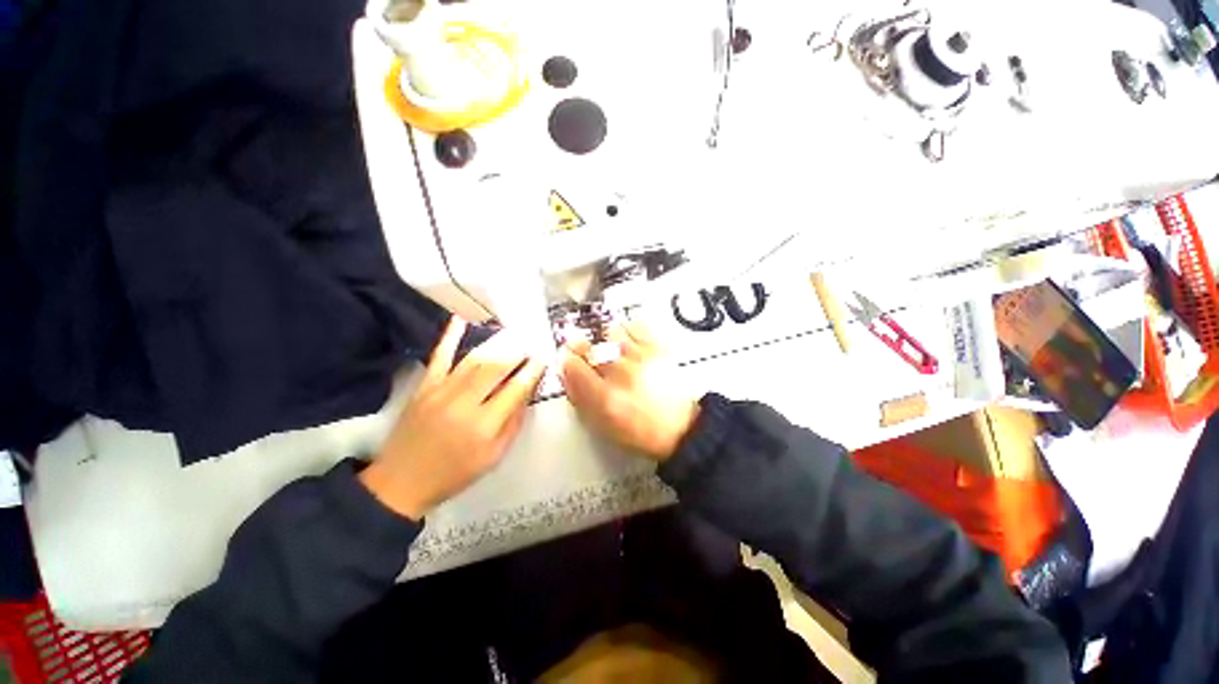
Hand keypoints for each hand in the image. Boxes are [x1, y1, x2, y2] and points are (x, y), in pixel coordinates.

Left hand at [360, 318, 545, 519]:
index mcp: (484, 425)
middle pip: (496, 368)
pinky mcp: (424, 387)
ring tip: (513, 334)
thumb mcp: (494, 456)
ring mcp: (441, 391)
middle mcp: (464, 403)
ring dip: (497, 344)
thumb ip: (513, 423)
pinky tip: (461, 320)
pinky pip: (439, 357)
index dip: (532, 370)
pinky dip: (450, 337)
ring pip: (474, 360)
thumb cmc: (455, 473)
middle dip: (518, 352)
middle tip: (532, 342)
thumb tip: (526, 392)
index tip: (543, 357)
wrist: (401, 482)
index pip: (515, 389)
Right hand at [560, 322, 699, 461]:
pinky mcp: (658, 348)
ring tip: (611, 349)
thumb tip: (567, 375)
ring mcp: (641, 357)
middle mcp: (621, 373)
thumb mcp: (603, 425)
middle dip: (581, 347)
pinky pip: (635, 326)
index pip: (572, 365)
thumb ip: (581, 399)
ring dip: (605, 339)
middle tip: (584, 351)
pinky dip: (627, 330)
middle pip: (589, 346)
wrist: (681, 426)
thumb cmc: (643, 431)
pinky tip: (628, 342)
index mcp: (605, 398)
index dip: (567, 361)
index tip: (569, 361)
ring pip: (610, 331)